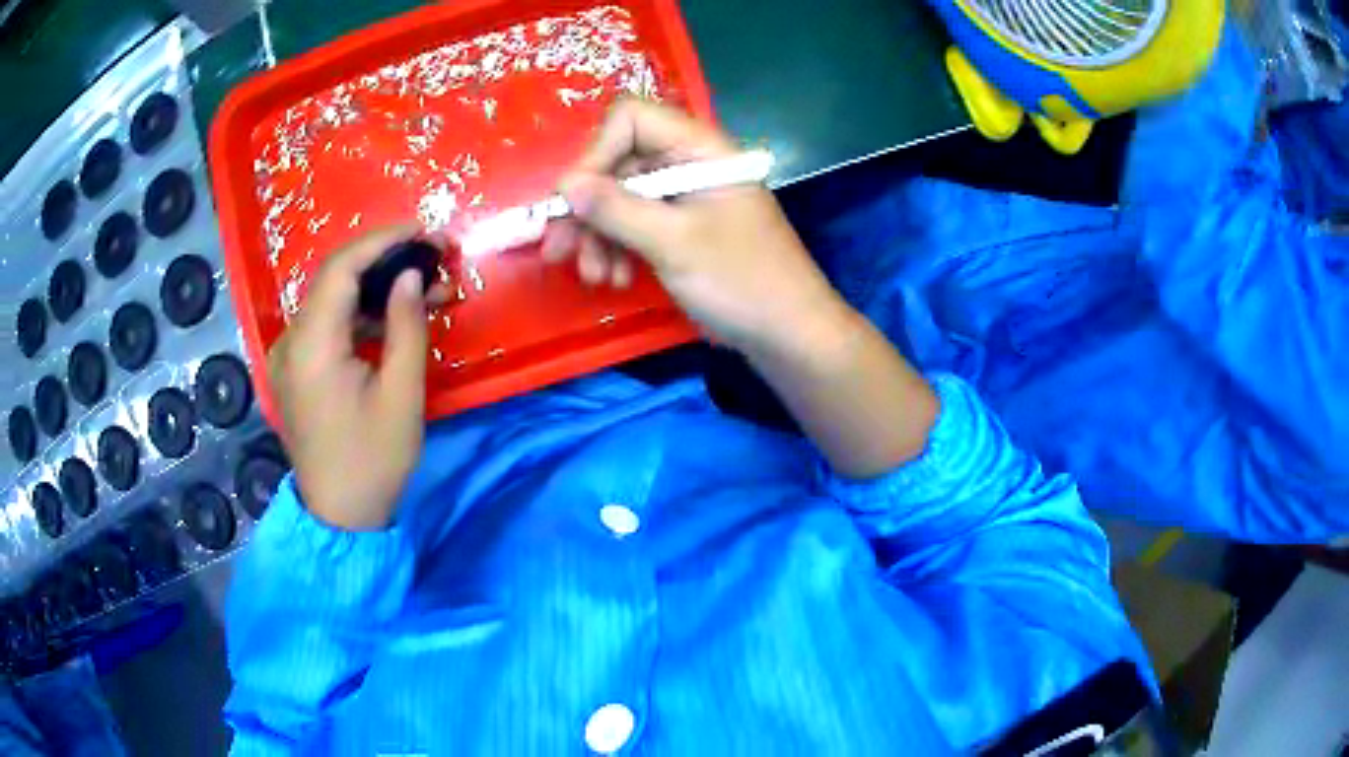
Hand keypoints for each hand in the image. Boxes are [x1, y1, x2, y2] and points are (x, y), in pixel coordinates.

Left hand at [268, 224, 431, 530]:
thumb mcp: (401, 395)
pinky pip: (325, 326)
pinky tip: (391, 319)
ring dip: (375, 289)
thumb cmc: (374, 461)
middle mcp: (290, 342)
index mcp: (311, 346)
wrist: (340, 518)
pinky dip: (359, 315)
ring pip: (330, 301)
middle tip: (432, 260)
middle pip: (333, 279)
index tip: (423, 231)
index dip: (382, 241)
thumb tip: (410, 276)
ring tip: (423, 290)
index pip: (341, 269)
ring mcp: (287, 357)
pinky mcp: (294, 371)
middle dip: (383, 261)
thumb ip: (405, 326)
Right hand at [546, 99, 848, 354]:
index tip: (572, 201)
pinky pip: (637, 224)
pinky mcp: (684, 228)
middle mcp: (690, 163)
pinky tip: (614, 279)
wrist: (789, 334)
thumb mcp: (674, 243)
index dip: (596, 154)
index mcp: (700, 149)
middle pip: (619, 163)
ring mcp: (687, 197)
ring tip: (594, 276)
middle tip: (557, 250)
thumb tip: (564, 185)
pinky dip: (619, 249)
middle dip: (587, 208)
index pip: (631, 120)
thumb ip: (617, 209)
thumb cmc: (742, 282)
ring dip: (599, 236)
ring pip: (622, 199)